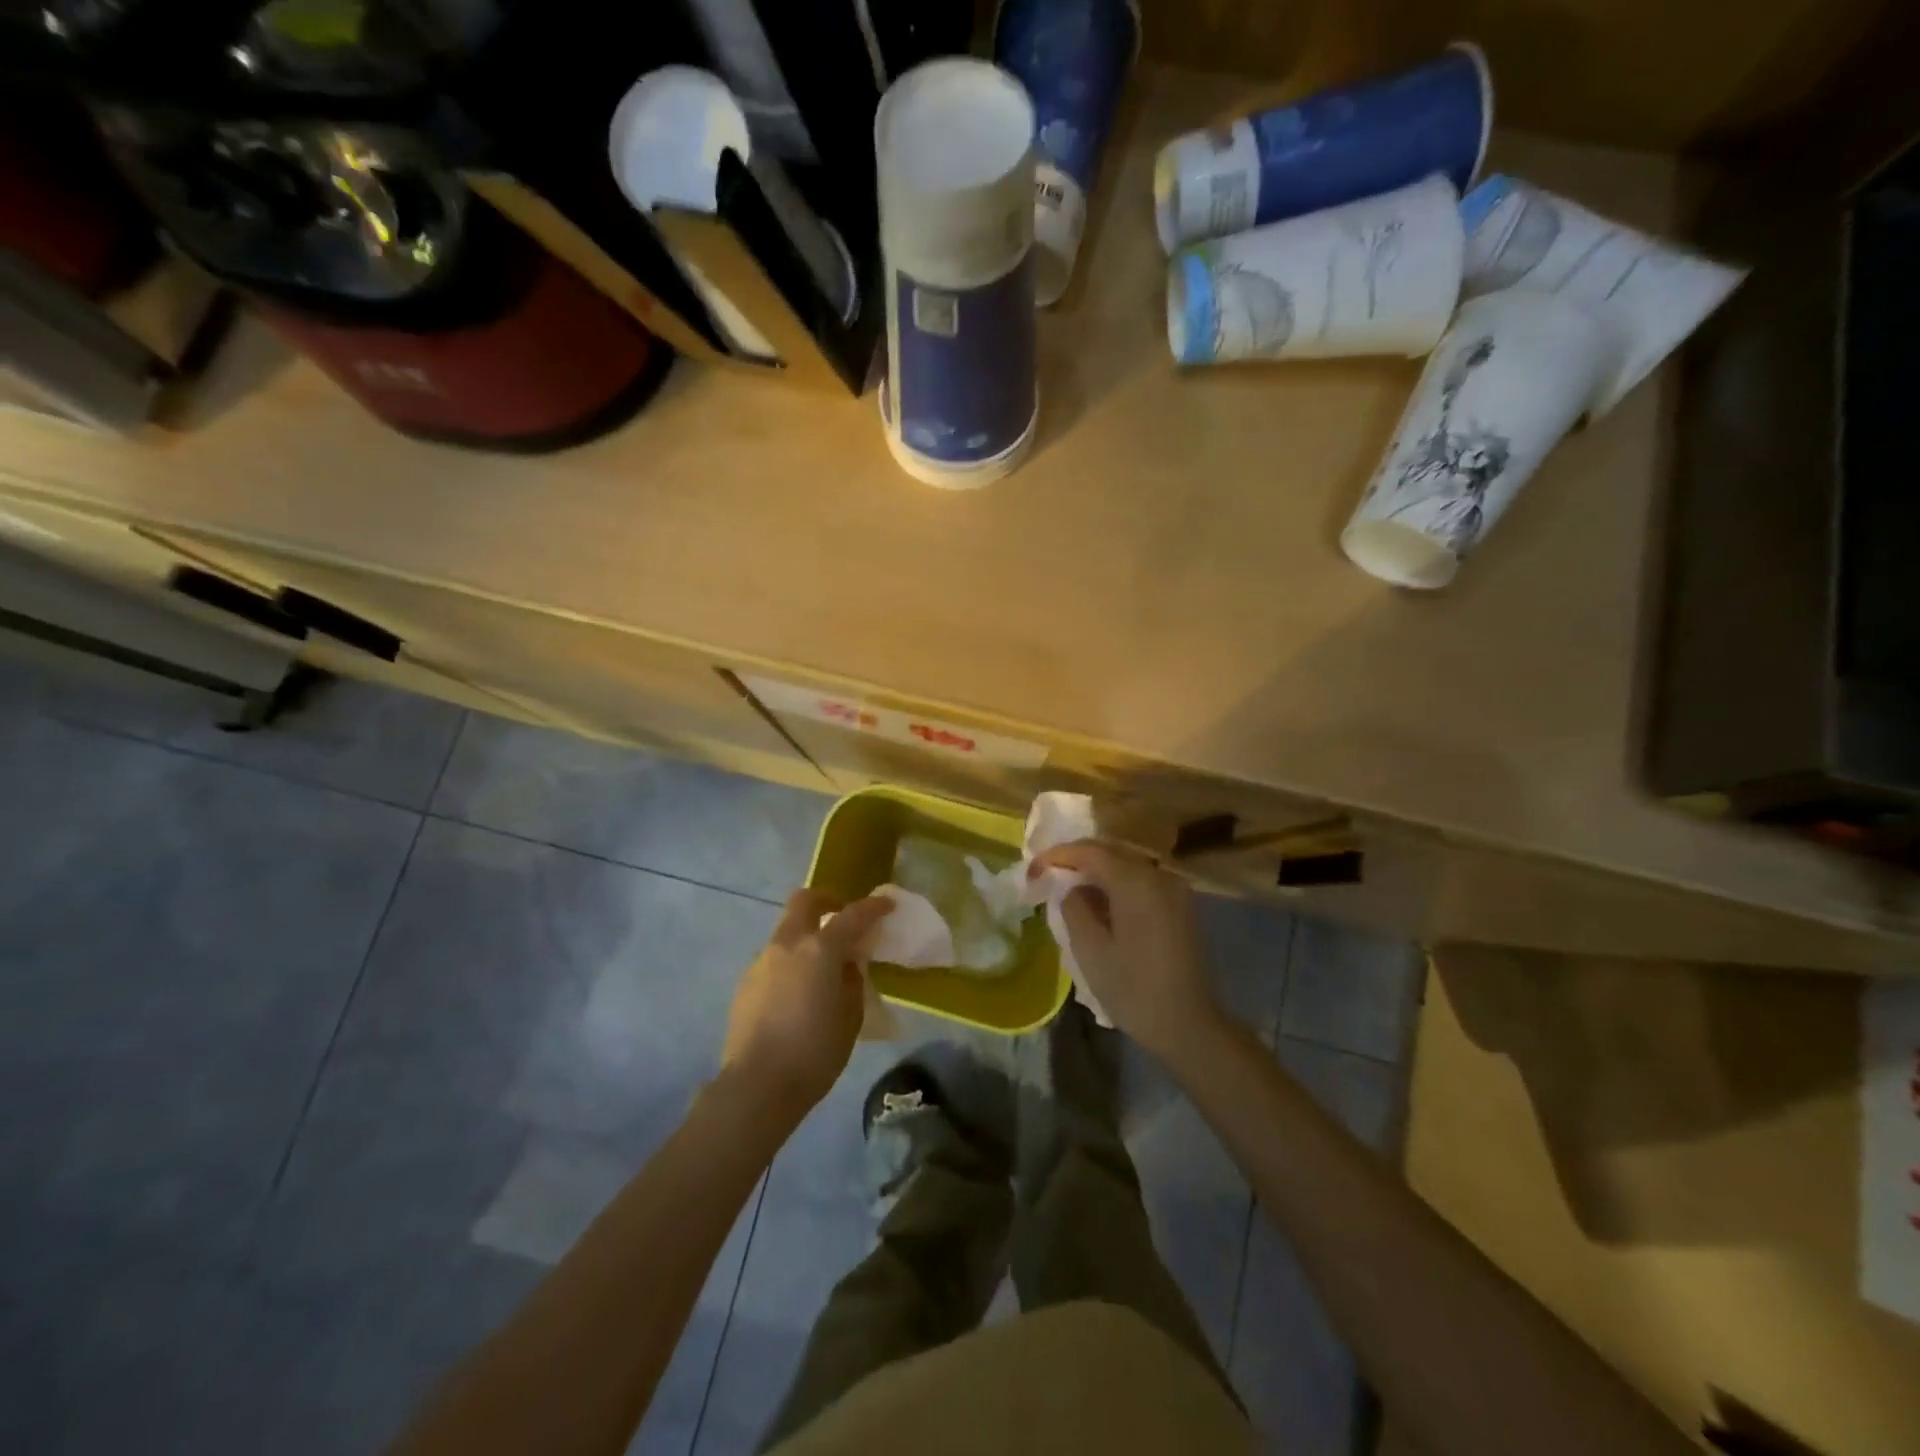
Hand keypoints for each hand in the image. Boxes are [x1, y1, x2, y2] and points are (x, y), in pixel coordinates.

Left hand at [721, 890, 892, 1115]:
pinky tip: (798, 993)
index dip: (873, 907)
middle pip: (804, 901)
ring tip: (821, 966)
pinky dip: (791, 963)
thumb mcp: (851, 1016)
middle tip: (843, 916)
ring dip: (807, 936)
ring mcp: (762, 962)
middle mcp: (788, 945)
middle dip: (827, 900)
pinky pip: (774, 959)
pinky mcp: (745, 984)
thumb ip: (851, 981)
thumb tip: (845, 965)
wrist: (757, 1085)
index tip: (887, 904)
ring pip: (786, 930)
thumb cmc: (815, 1052)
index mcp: (820, 949)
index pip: (852, 915)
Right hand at [1030, 841, 1223, 1060]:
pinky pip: (1141, 881)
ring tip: (1069, 887)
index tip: (1033, 870)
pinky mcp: (1180, 906)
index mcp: (1135, 882)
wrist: (1189, 1025)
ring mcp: (1174, 890)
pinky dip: (1116, 883)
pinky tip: (1100, 902)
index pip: (1089, 852)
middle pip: (1110, 851)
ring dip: (1097, 870)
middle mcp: (1158, 875)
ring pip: (1126, 865)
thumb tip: (1073, 889)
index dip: (1058, 855)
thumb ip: (1074, 908)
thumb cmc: (1134, 989)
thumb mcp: (1090, 949)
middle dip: (1076, 858)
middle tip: (1047, 874)